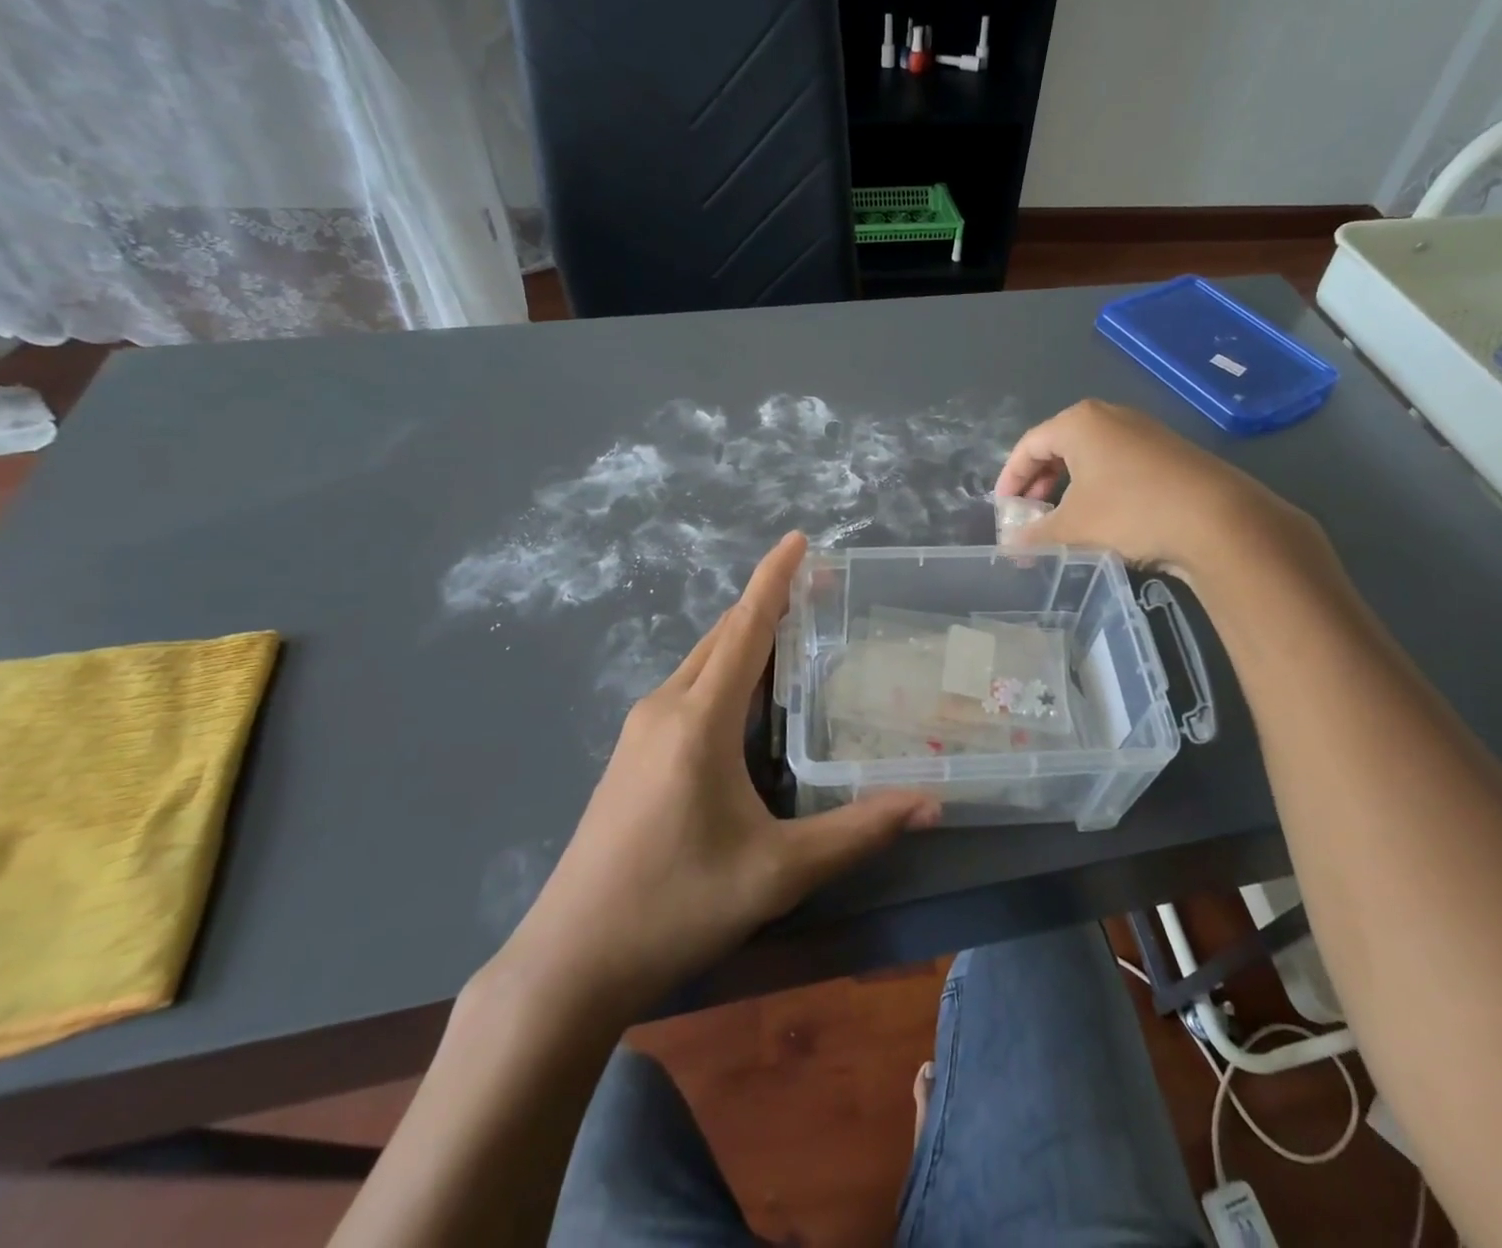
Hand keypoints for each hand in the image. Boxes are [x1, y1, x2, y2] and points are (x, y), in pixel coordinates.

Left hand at [492, 532, 939, 1018]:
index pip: (744, 629)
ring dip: (746, 641)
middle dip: (768, 606)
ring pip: (703, 663)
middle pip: (723, 638)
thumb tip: (931, 803)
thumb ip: (857, 832)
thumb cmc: (676, 906)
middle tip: (821, 592)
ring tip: (797, 636)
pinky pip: (689, 690)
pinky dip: (726, 673)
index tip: (799, 539)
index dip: (774, 579)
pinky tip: (752, 700)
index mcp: (698, 720)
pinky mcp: (632, 754)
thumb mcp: (777, 871)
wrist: (570, 962)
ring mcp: (641, 731)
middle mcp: (665, 709)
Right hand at [996, 400, 1331, 584]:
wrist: (1217, 520)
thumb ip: (1035, 536)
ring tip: (1063, 522)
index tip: (1003, 510)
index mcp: (1079, 422)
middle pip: (1059, 448)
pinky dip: (1099, 490)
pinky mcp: (1168, 454)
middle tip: (1030, 517)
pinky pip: (1118, 466)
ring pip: (1090, 458)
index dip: (1010, 479)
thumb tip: (1012, 547)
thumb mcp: (1072, 527)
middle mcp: (1111, 417)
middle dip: (1039, 485)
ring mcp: (1144, 433)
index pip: (1028, 445)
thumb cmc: (1130, 511)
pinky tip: (1102, 521)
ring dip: (1069, 490)